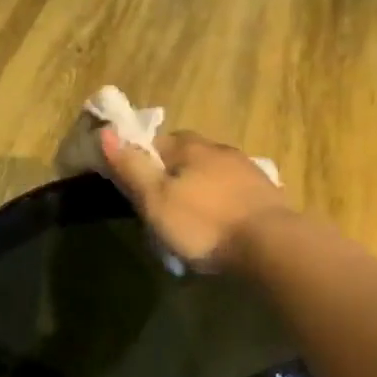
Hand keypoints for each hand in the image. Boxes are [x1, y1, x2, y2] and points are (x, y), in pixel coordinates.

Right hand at [99, 126, 289, 270]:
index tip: (138, 188)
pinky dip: (225, 204)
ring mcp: (248, 170)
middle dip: (175, 175)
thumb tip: (105, 132)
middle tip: (164, 206)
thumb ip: (131, 167)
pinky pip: (236, 193)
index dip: (144, 161)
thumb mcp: (156, 199)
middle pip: (189, 156)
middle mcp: (221, 149)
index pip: (158, 142)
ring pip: (214, 174)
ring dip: (202, 189)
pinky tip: (223, 225)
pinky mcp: (267, 194)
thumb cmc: (204, 222)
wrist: (271, 244)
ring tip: (194, 220)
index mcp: (191, 147)